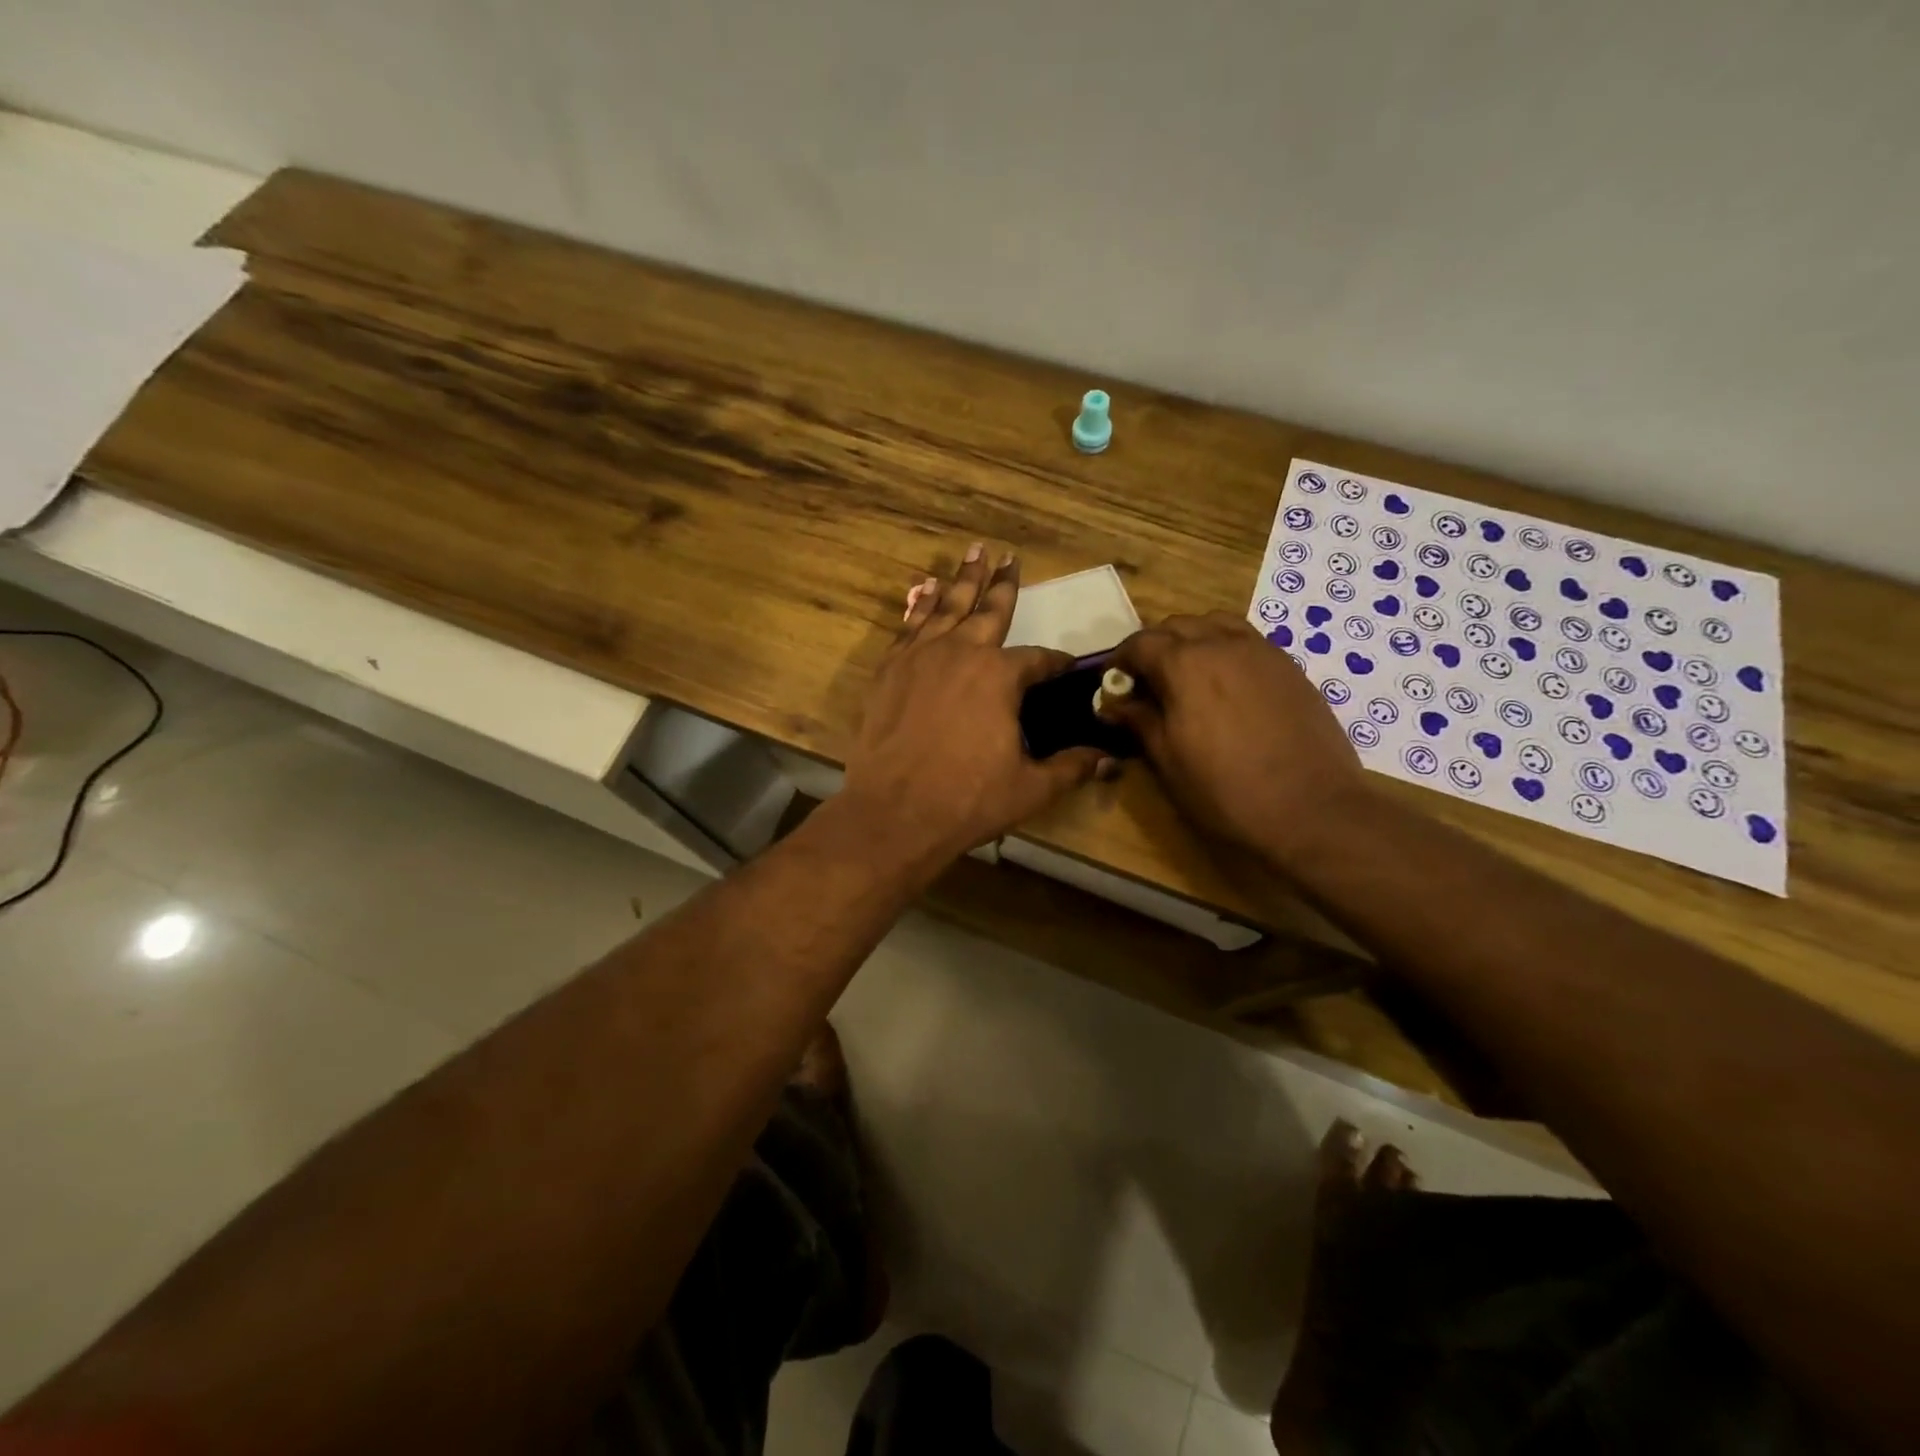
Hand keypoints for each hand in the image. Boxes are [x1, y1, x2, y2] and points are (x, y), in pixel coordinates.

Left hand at [840, 545, 1105, 867]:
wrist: (894, 813)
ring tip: (972, 553)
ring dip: (962, 580)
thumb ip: (1071, 767)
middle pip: (989, 610)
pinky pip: (909, 626)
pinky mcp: (889, 670)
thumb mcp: (1031, 788)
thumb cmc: (968, 800)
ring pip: (946, 607)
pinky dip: (920, 606)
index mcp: (1000, 676)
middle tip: (1009, 556)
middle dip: (1003, 584)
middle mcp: (962, 652)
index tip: (1065, 665)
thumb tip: (1110, 760)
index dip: (1055, 663)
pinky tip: (925, 591)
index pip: (1038, 660)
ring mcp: (920, 657)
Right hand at [1100, 613, 1369, 869]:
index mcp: (1185, 664)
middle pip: (1178, 625)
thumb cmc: (1225, 790)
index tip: (1114, 683)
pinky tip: (1226, 684)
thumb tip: (1114, 703)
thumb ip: (1139, 721)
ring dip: (1193, 639)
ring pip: (1216, 624)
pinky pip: (1247, 641)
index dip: (1121, 660)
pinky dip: (1226, 649)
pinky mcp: (1289, 667)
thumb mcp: (1168, 760)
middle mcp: (1222, 644)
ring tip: (1188, 674)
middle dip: (1155, 646)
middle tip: (1147, 682)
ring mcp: (1261, 652)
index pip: (1140, 643)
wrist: (1311, 808)